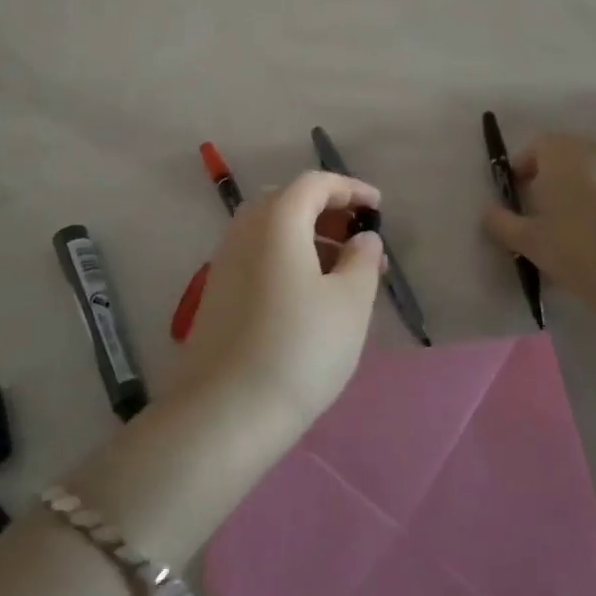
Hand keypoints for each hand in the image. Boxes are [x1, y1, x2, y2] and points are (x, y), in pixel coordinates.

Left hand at [179, 171, 385, 436]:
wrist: (225, 412)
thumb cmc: (300, 348)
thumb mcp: (350, 303)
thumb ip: (362, 260)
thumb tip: (362, 238)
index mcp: (277, 221)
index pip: (314, 184)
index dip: (350, 189)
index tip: (378, 209)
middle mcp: (244, 231)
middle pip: (288, 202)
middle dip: (328, 213)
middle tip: (360, 241)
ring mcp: (225, 262)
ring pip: (271, 232)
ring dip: (309, 239)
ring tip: (343, 274)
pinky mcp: (217, 294)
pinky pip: (258, 257)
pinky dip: (288, 259)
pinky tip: (310, 297)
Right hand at [482, 134, 595, 349]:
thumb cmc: (584, 253)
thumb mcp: (532, 243)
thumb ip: (503, 224)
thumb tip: (490, 212)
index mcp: (564, 152)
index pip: (535, 147)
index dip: (520, 171)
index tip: (516, 202)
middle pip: (565, 159)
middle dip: (549, 184)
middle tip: (541, 222)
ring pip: (593, 176)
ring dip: (579, 197)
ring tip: (573, 237)